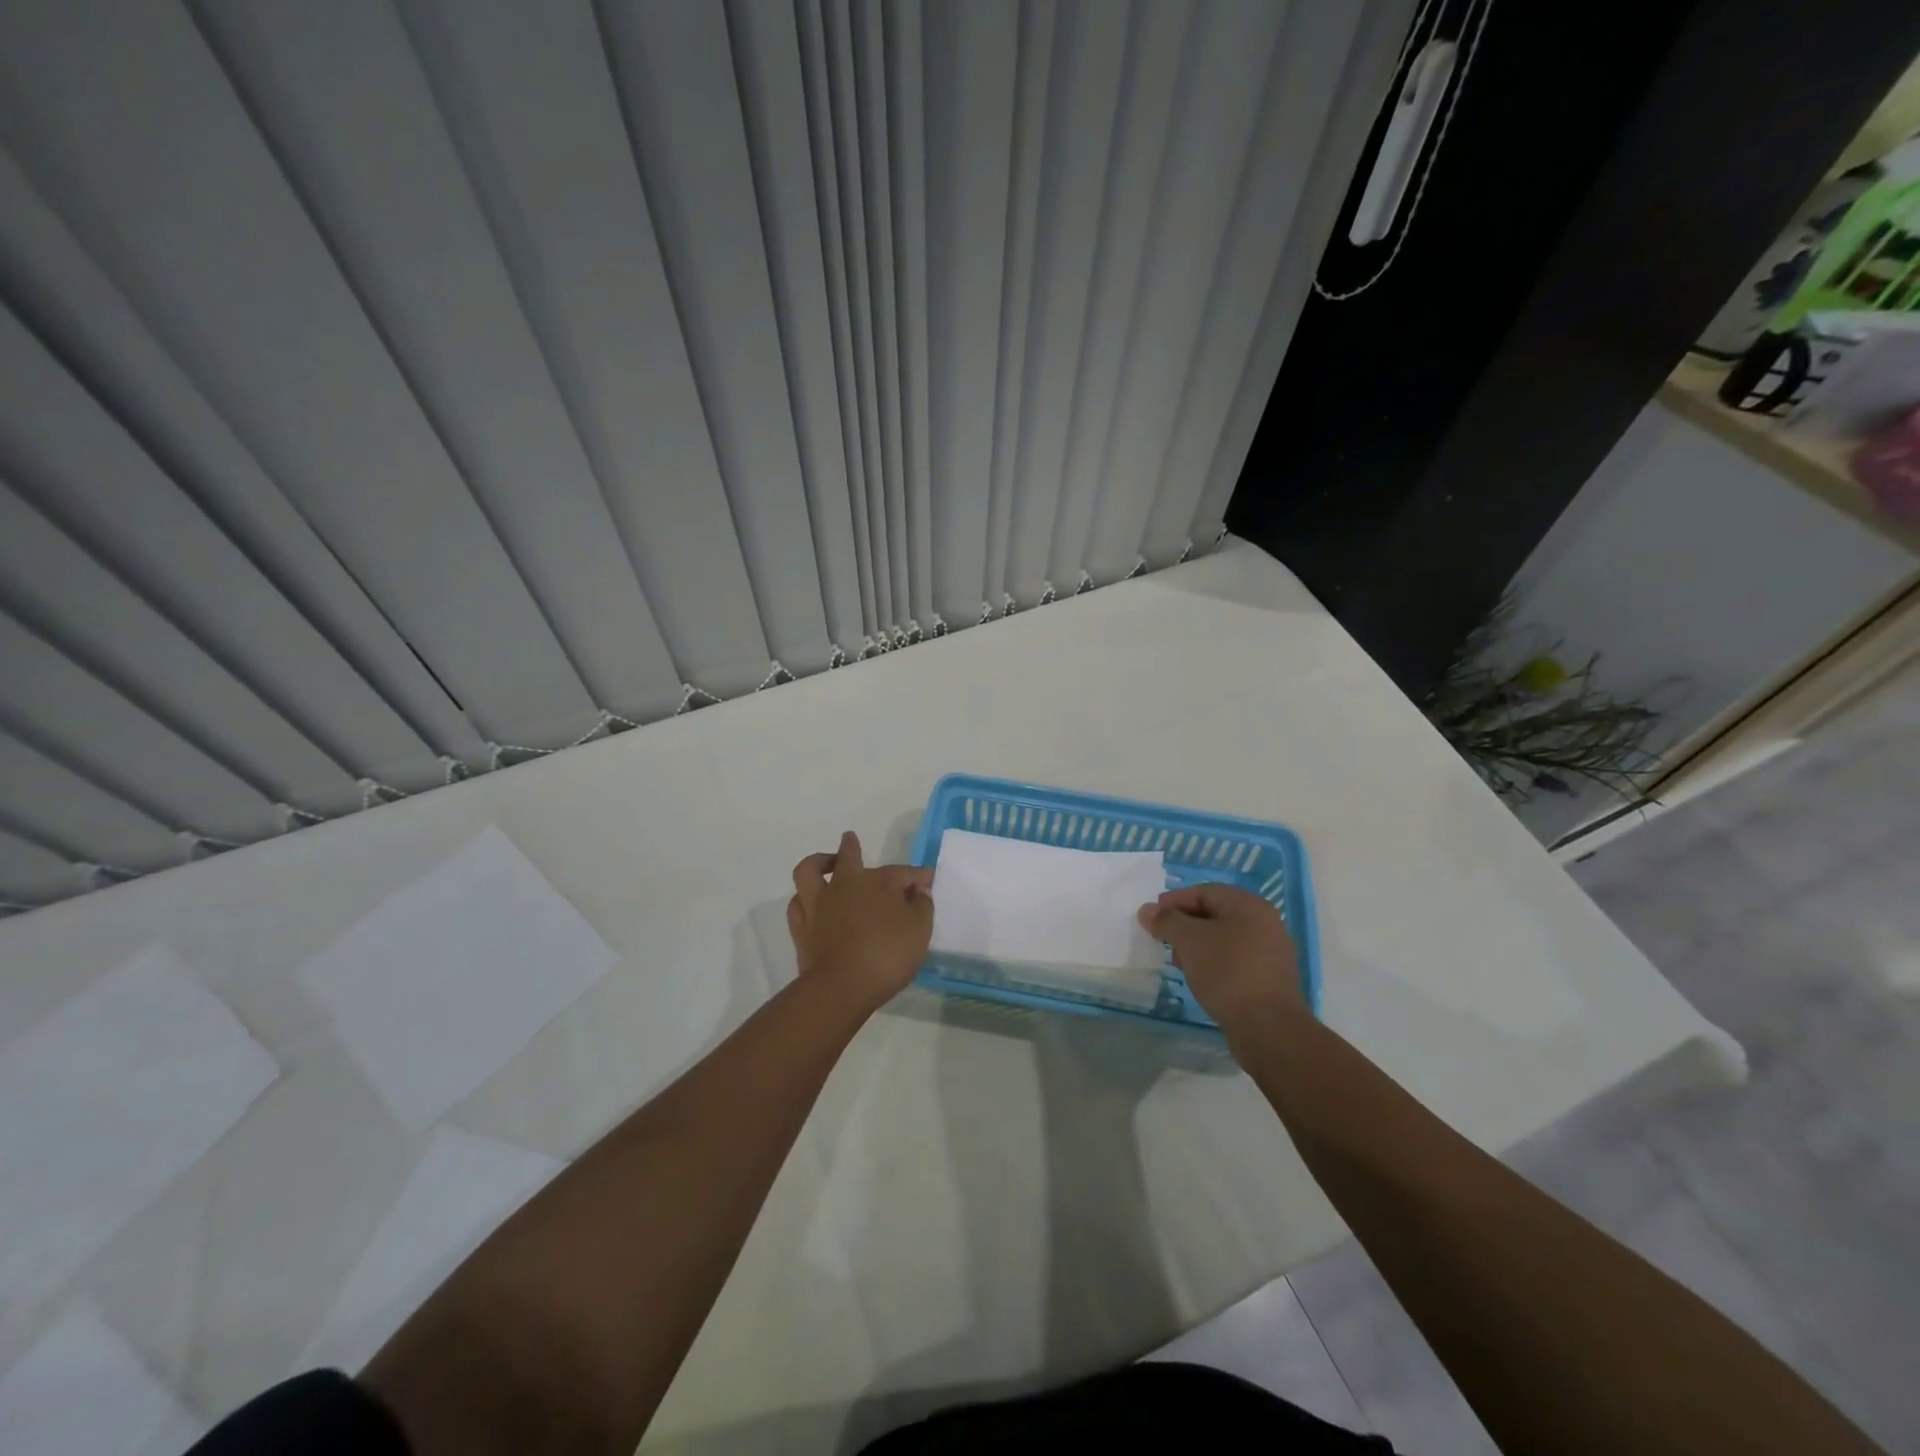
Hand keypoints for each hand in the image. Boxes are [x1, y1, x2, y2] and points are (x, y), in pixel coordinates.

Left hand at [788, 832, 933, 1011]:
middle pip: (848, 856)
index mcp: (876, 882)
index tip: (928, 879)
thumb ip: (922, 906)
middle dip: (852, 847)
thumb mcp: (919, 931)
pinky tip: (810, 903)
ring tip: (826, 864)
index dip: (917, 875)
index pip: (901, 872)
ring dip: (818, 862)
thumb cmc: (886, 955)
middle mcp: (844, 885)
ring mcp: (818, 905)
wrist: (841, 987)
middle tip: (851, 840)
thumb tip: (919, 890)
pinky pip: (797, 904)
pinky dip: (804, 899)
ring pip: (810, 871)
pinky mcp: (801, 928)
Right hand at [1138, 883, 1303, 1026]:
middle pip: (1216, 913)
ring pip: (1225, 938)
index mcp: (1249, 906)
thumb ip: (1167, 921)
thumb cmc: (1227, 972)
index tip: (1152, 917)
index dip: (1174, 901)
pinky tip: (1200, 977)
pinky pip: (1236, 959)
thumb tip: (1147, 910)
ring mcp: (1271, 952)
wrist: (1268, 1027)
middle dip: (1185, 924)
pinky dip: (1214, 962)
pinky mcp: (1271, 978)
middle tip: (1163, 939)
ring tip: (1179, 962)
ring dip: (1198, 945)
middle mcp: (1266, 923)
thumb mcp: (1189, 941)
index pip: (1205, 892)